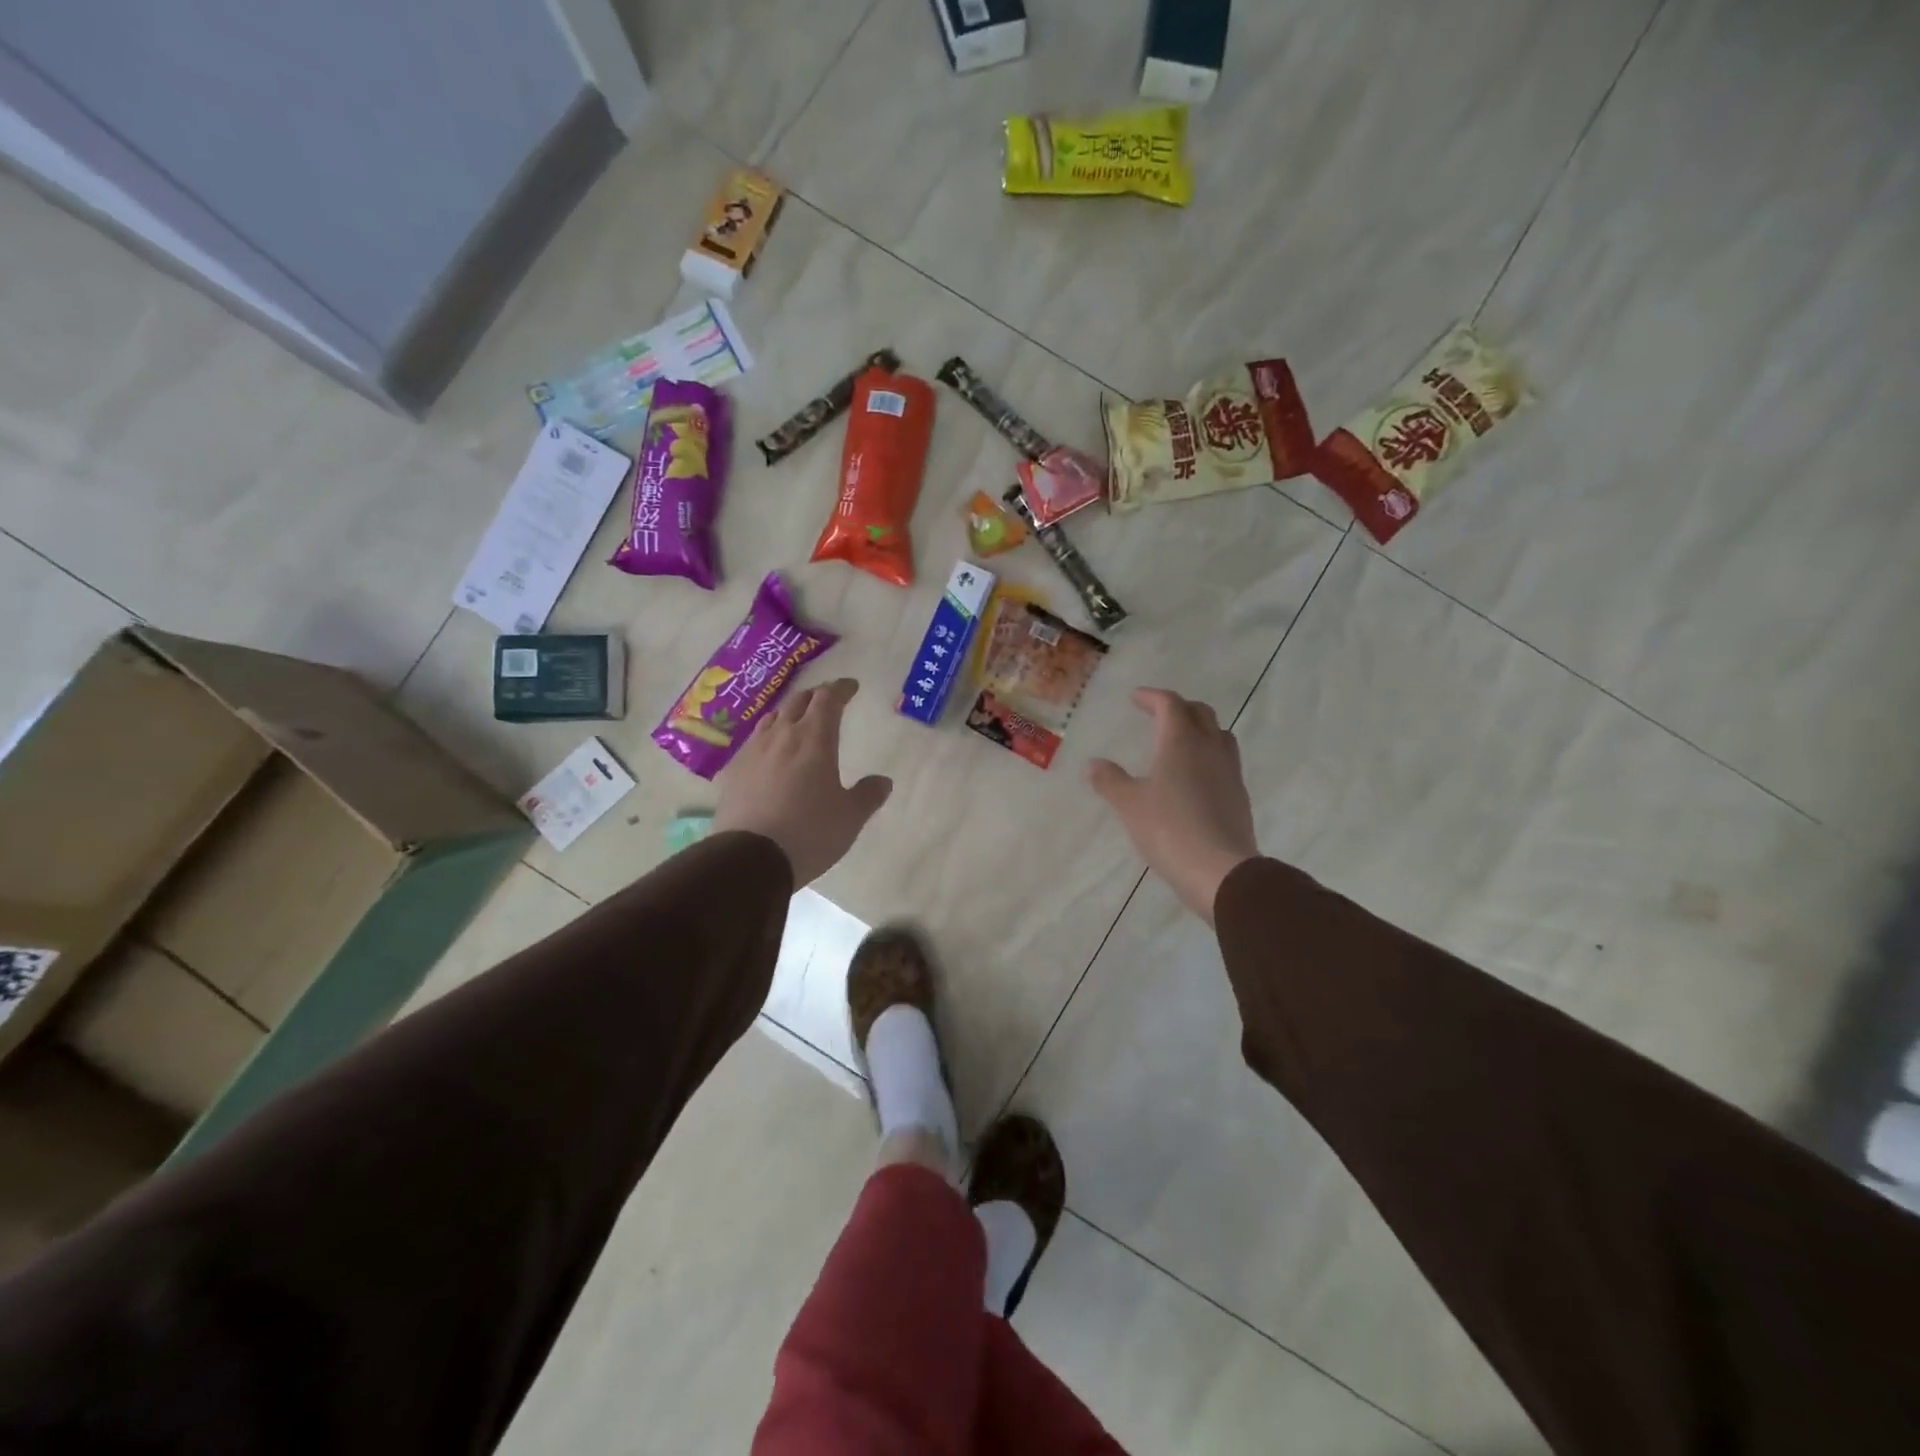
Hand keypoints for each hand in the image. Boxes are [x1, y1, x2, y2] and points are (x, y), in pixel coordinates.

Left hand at [711, 678, 891, 887]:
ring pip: (772, 719)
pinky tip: (769, 754)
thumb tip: (883, 781)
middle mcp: (782, 736)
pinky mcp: (733, 772)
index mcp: (815, 739)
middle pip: (798, 702)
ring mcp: (753, 752)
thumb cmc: (809, 832)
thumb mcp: (850, 818)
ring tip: (796, 721)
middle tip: (827, 700)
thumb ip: (868, 795)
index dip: (840, 689)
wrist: (750, 858)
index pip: (828, 699)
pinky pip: (753, 743)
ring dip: (788, 713)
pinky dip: (768, 738)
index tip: (850, 687)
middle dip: (815, 696)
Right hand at [1088, 688, 1259, 923]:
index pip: (1170, 704)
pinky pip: (1224, 760)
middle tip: (1157, 714)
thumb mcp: (1129, 805)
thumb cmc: (1169, 829)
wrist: (1220, 869)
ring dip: (1199, 728)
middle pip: (1199, 713)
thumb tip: (1093, 764)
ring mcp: (1229, 771)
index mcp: (1181, 741)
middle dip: (1178, 707)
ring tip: (1179, 740)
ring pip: (1218, 734)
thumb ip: (1110, 780)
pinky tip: (1194, 776)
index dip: (1152, 697)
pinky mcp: (1238, 794)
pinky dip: (1208, 755)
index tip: (1135, 698)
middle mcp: (1209, 748)